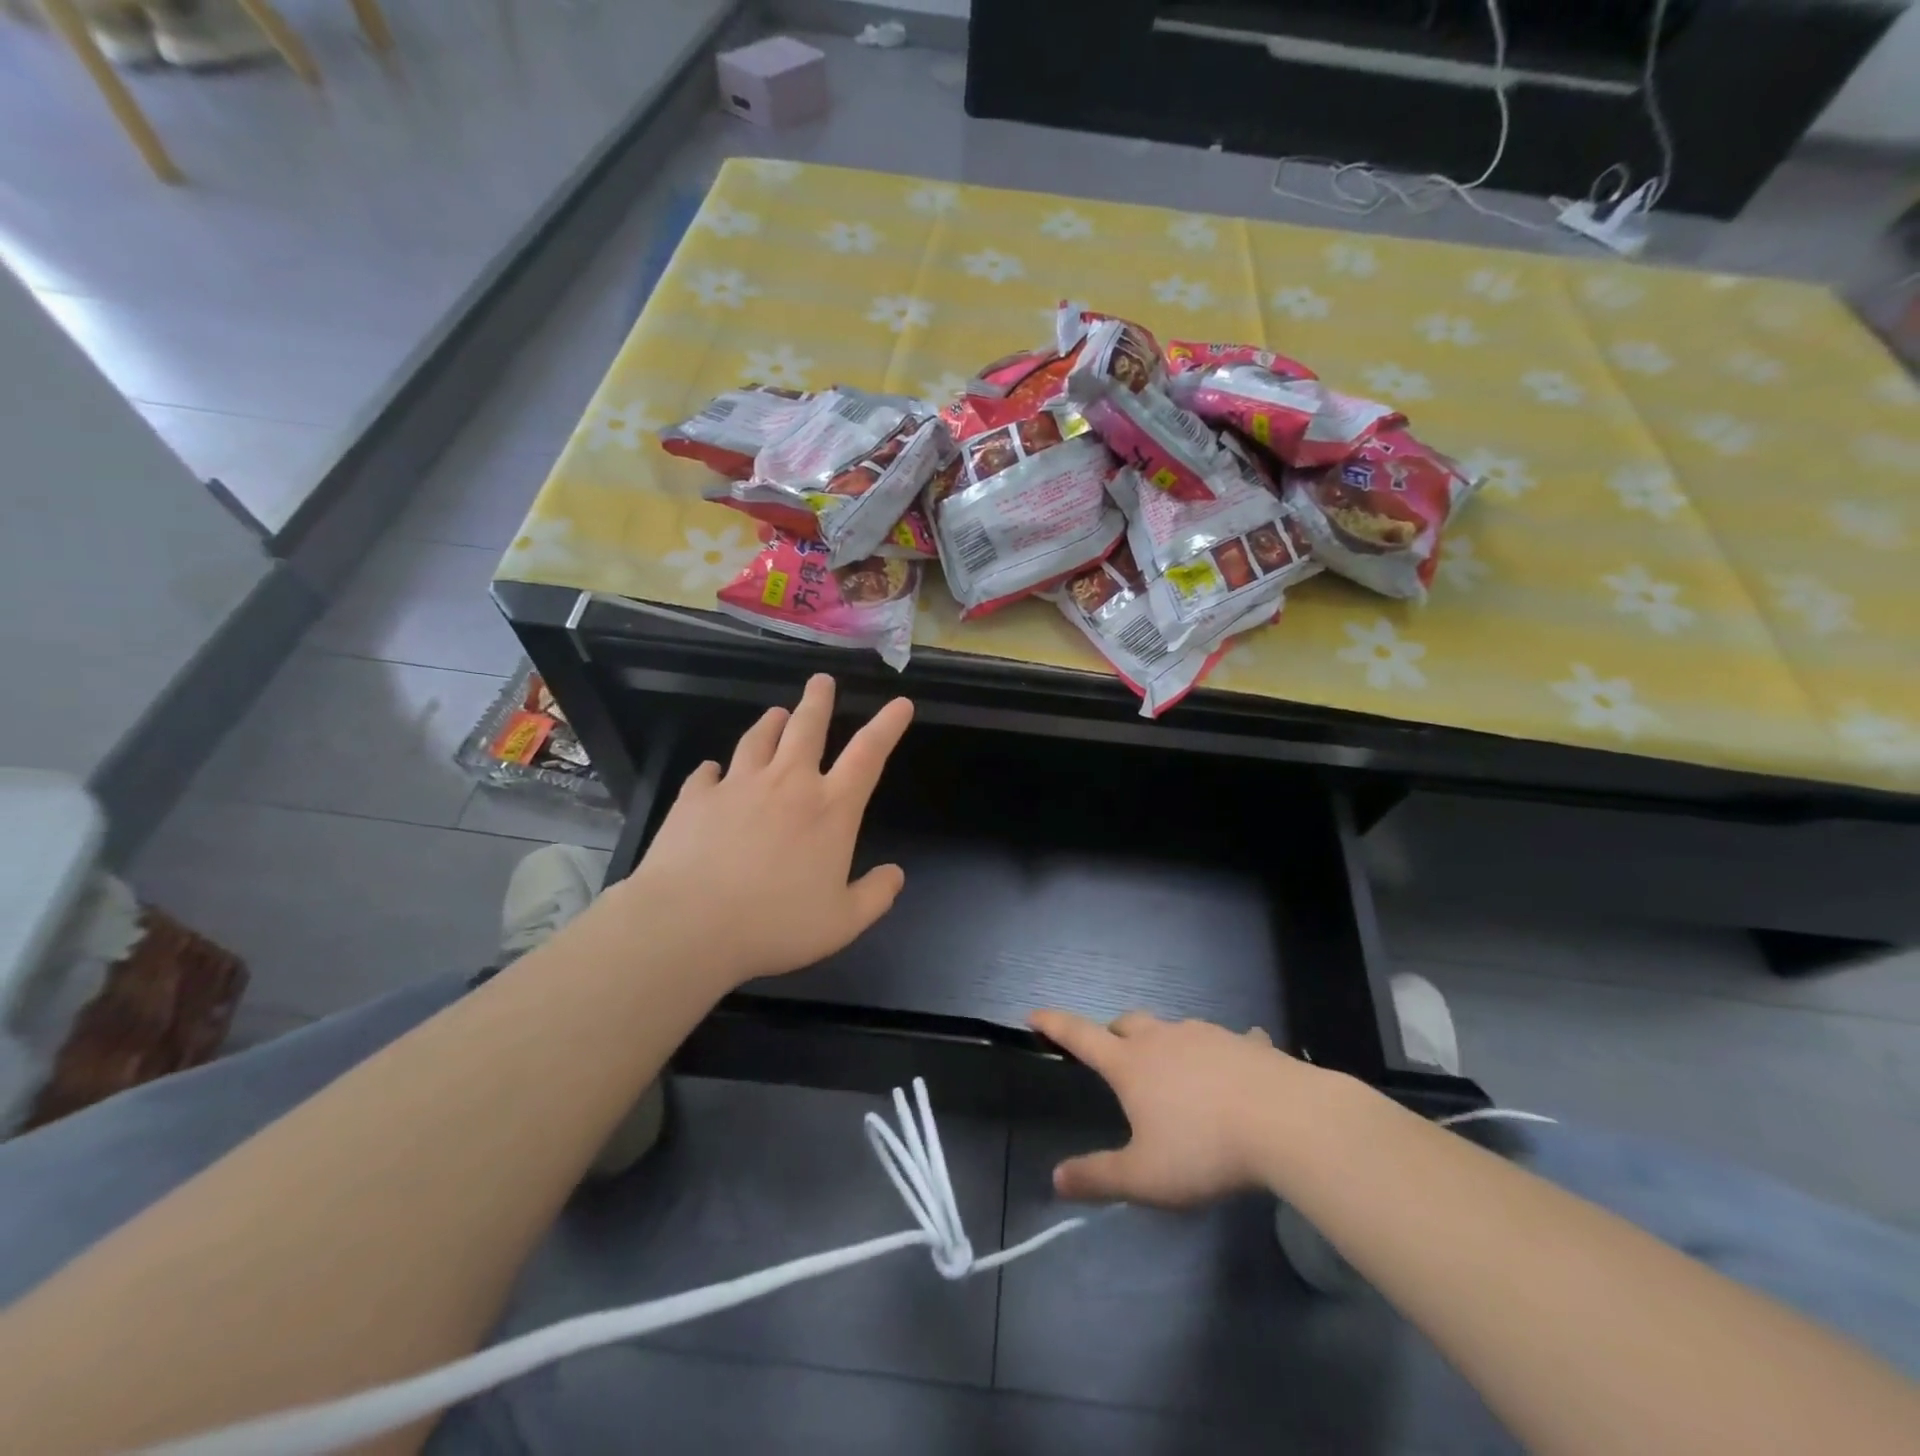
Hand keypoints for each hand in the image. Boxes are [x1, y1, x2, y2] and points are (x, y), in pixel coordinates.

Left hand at [619, 675, 912, 989]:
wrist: (688, 924)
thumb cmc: (774, 924)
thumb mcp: (842, 923)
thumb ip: (875, 896)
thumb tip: (896, 874)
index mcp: (829, 809)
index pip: (868, 754)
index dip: (888, 725)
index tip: (900, 703)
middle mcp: (787, 784)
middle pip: (807, 727)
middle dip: (817, 700)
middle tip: (820, 679)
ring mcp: (738, 785)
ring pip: (758, 739)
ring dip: (771, 723)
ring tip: (777, 713)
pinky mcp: (696, 797)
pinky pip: (708, 772)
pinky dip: (715, 769)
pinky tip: (714, 770)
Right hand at [1030, 1008, 1313, 1207]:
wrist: (1286, 1122)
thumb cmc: (1205, 1149)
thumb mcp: (1145, 1177)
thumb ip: (1099, 1177)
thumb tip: (1056, 1179)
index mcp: (1131, 1064)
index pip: (1081, 1036)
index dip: (1054, 1023)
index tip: (1034, 1013)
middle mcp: (1163, 1039)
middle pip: (1127, 1023)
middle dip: (1112, 1033)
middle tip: (1112, 1053)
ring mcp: (1207, 1036)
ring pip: (1174, 1029)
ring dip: (1165, 1042)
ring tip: (1174, 1068)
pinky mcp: (1247, 1044)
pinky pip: (1231, 1040)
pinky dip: (1224, 1052)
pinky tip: (1238, 1064)